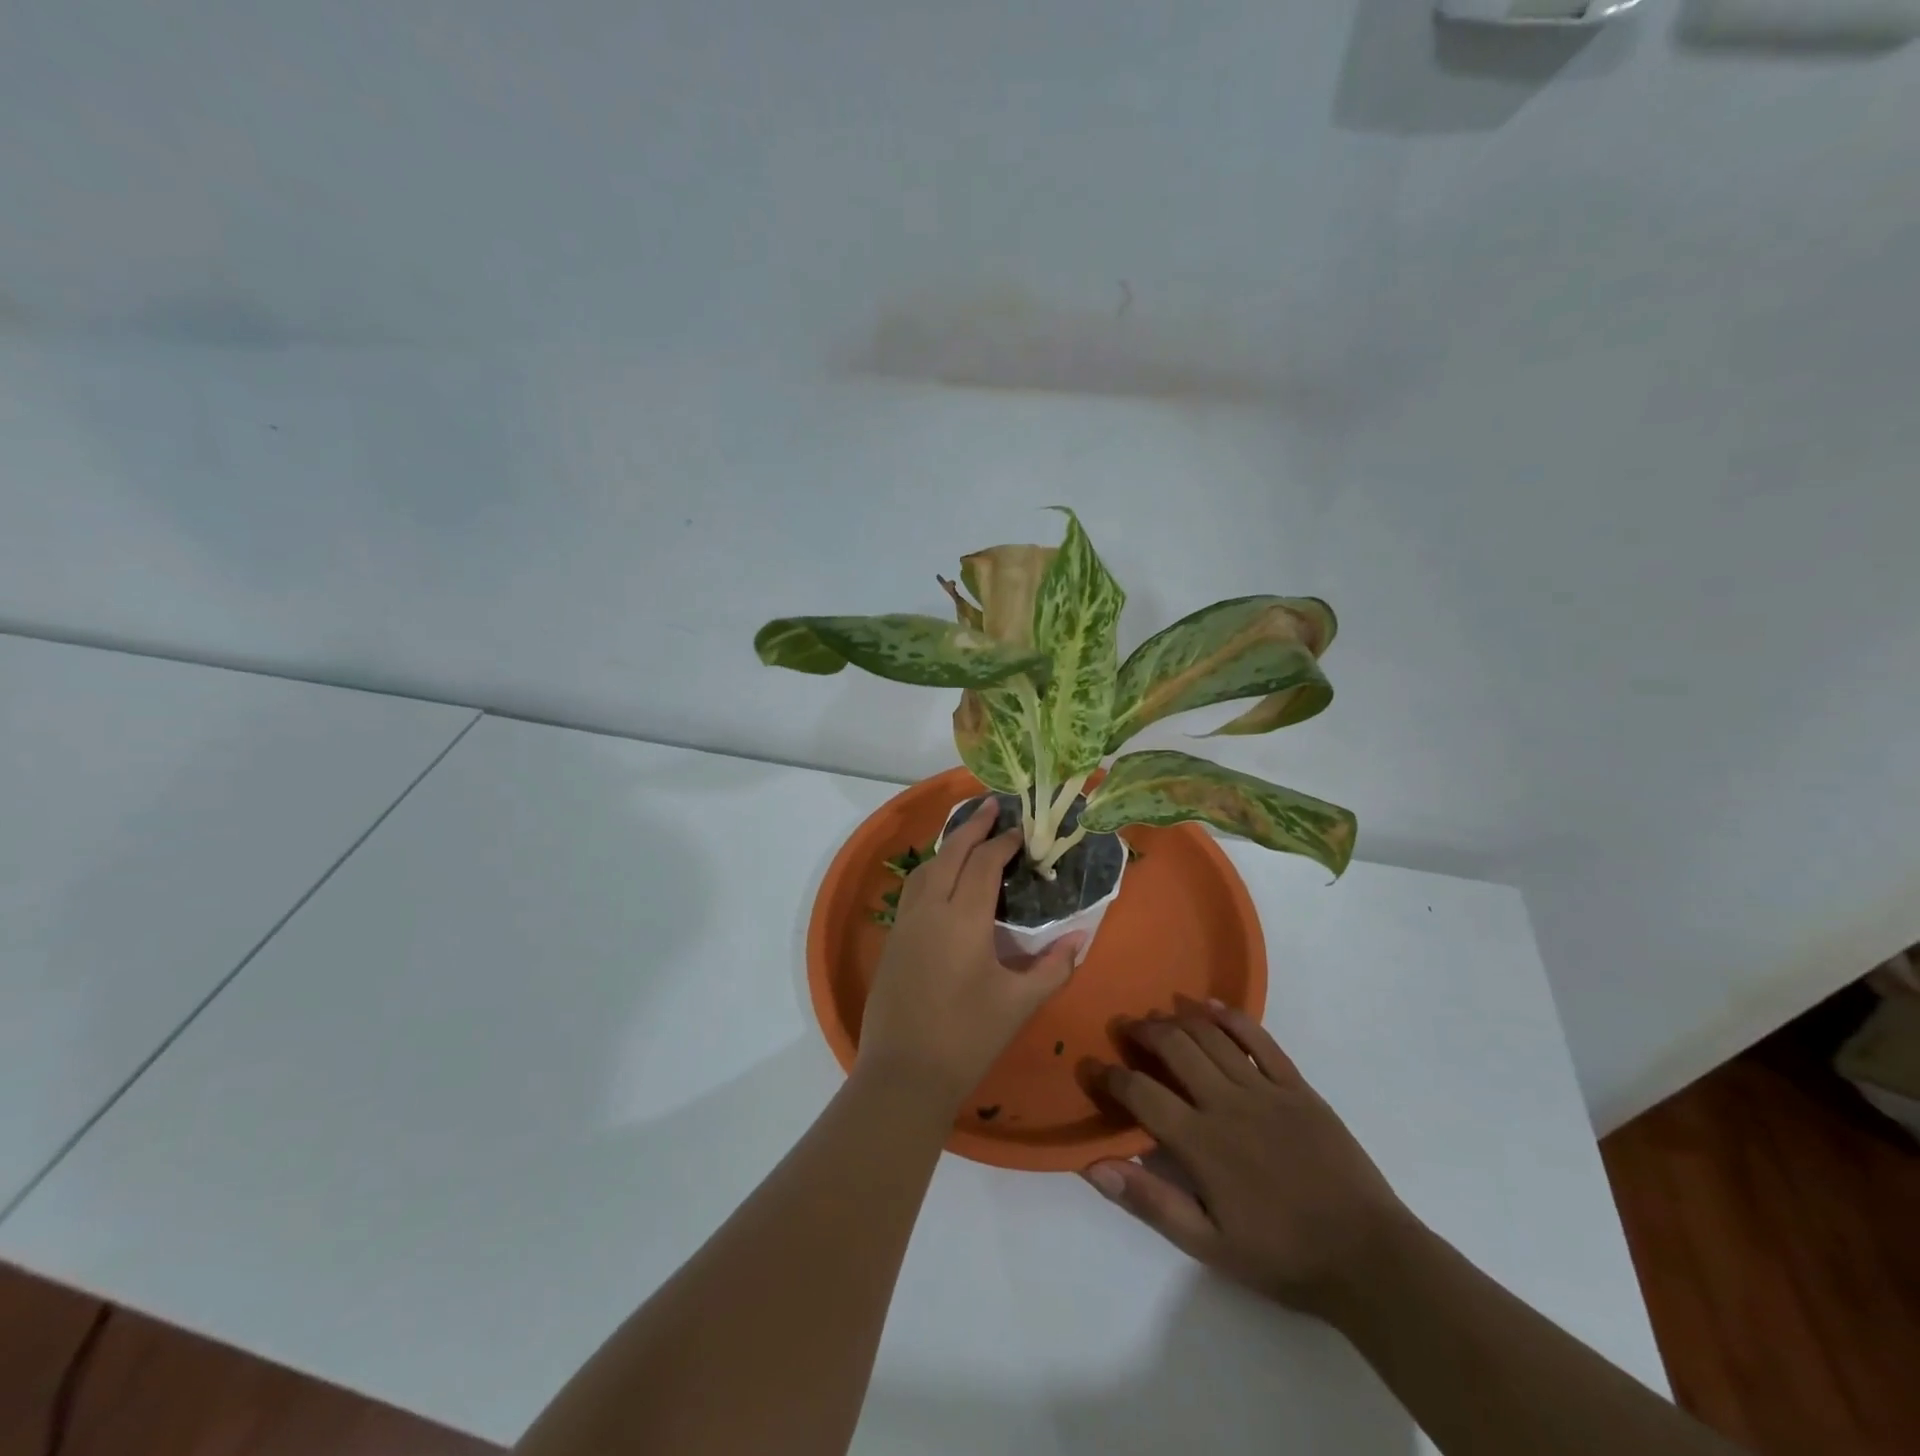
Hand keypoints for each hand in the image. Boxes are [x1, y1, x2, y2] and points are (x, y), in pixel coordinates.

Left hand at [856, 798, 1082, 1111]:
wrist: (904, 1073)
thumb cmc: (968, 1037)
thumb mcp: (1018, 1003)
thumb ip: (1052, 967)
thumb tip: (1080, 938)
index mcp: (963, 918)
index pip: (984, 864)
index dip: (1003, 842)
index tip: (1021, 830)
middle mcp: (930, 909)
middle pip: (950, 853)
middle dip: (972, 827)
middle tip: (991, 807)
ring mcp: (906, 923)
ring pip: (926, 868)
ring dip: (948, 846)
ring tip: (968, 837)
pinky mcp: (893, 939)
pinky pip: (914, 889)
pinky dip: (932, 870)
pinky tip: (942, 880)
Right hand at [1084, 1001, 1414, 1317]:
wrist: (1368, 1258)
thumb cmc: (1282, 1257)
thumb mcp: (1208, 1245)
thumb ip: (1150, 1201)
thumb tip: (1094, 1167)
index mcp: (1201, 1144)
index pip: (1141, 1093)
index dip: (1110, 1077)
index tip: (1091, 1067)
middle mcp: (1226, 1104)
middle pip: (1174, 1048)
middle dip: (1142, 1032)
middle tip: (1124, 1029)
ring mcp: (1264, 1090)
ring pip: (1210, 1037)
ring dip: (1178, 1020)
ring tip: (1158, 1017)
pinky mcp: (1297, 1086)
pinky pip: (1259, 1039)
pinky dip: (1231, 1017)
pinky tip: (1210, 1007)